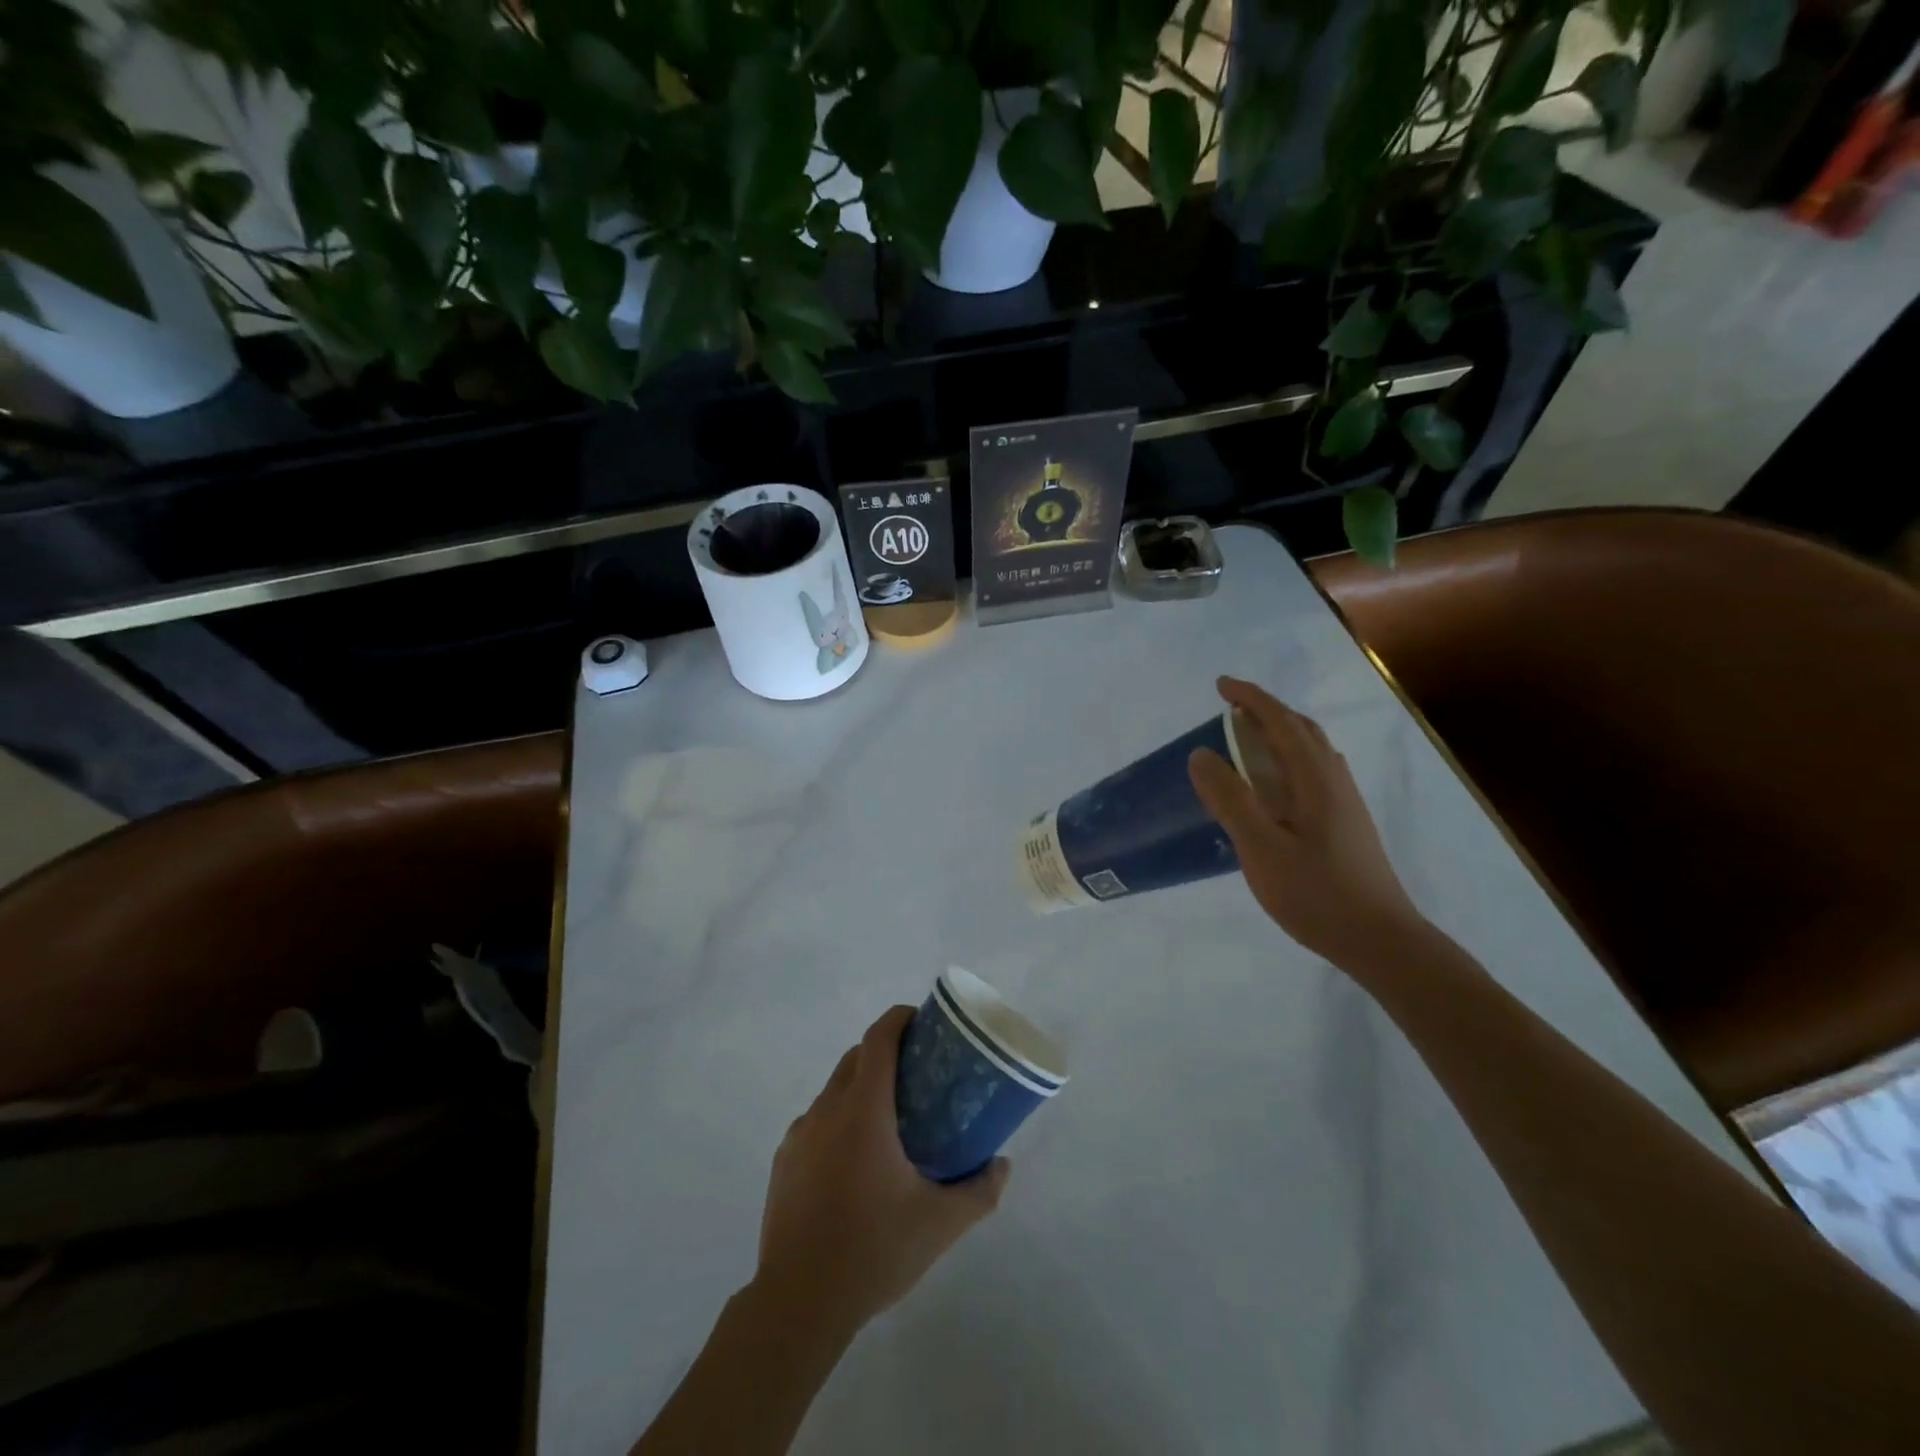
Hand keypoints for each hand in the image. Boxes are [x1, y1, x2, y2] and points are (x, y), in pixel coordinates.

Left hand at [755, 1005, 1008, 1332]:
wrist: (798, 1302)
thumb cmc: (873, 1250)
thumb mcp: (940, 1223)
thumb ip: (979, 1190)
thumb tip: (1003, 1164)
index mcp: (863, 1110)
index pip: (878, 1039)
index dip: (898, 1019)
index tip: (921, 1021)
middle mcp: (827, 1110)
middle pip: (855, 1058)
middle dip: (884, 1052)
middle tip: (917, 1074)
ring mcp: (799, 1135)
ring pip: (833, 1090)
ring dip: (860, 1088)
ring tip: (889, 1121)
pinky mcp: (783, 1161)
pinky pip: (816, 1123)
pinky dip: (838, 1122)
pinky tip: (854, 1163)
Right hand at [1188, 676, 1425, 967]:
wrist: (1380, 939)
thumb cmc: (1316, 893)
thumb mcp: (1261, 848)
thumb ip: (1231, 799)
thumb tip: (1201, 754)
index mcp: (1315, 779)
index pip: (1281, 722)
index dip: (1251, 698)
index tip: (1220, 686)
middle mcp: (1334, 780)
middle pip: (1301, 729)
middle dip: (1266, 711)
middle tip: (1230, 710)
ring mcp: (1345, 802)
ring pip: (1311, 751)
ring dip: (1279, 734)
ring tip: (1246, 742)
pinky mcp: (1346, 822)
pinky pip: (1313, 772)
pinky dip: (1288, 760)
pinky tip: (1275, 786)